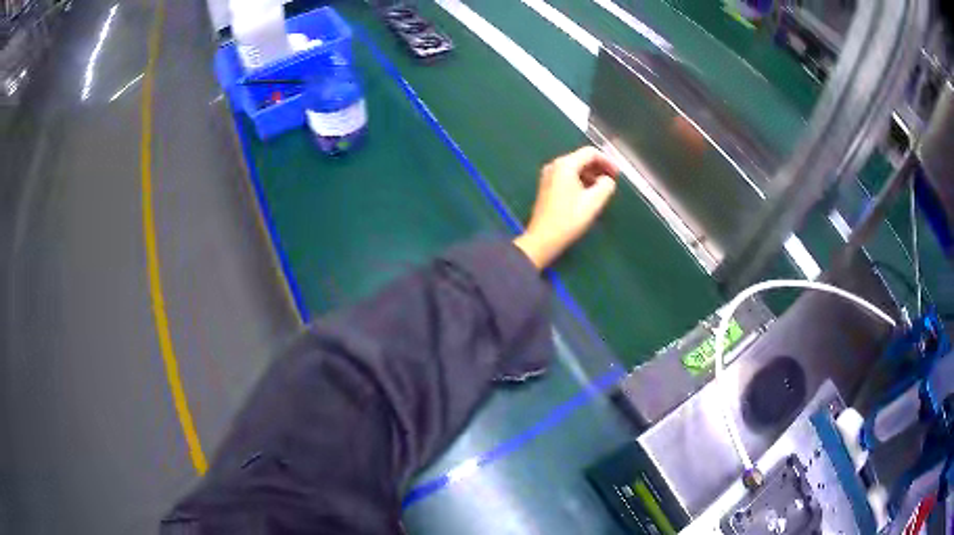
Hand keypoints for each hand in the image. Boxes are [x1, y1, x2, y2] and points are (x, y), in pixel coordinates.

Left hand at [514, 146, 618, 269]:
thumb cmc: (569, 219)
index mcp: (565, 165)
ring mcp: (548, 176)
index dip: (607, 161)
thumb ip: (606, 186)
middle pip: (581, 159)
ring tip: (602, 189)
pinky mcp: (546, 187)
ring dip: (590, 175)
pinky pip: (567, 177)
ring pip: (574, 168)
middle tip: (612, 181)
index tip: (618, 174)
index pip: (590, 153)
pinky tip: (588, 194)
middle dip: (599, 168)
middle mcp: (554, 165)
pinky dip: (580, 181)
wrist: (543, 238)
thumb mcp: (593, 202)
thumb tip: (607, 180)